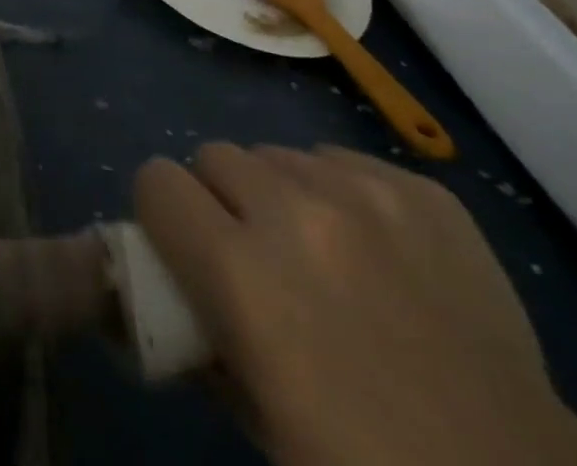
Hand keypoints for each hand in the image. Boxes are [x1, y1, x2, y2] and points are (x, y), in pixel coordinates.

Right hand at [135, 145, 576, 465]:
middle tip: (255, 255)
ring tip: (322, 255)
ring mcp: (365, 194)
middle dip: (221, 200)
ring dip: (280, 194)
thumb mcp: (258, 422)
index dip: (164, 214)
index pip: (156, 181)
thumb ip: (199, 342)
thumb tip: (173, 294)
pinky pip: (341, 160)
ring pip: (278, 154)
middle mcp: (294, 212)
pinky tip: (375, 252)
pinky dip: (340, 194)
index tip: (185, 246)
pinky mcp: (421, 191)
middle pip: (214, 155)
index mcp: (242, 273)